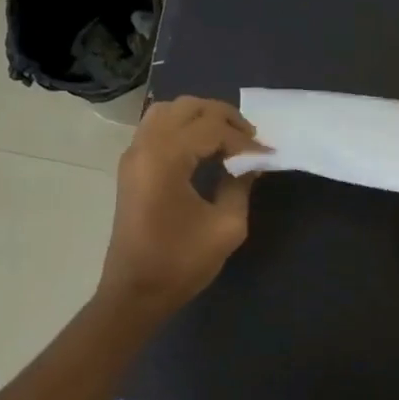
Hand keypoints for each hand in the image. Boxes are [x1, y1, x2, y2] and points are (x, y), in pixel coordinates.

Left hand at [98, 96, 263, 321]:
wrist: (135, 292)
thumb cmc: (181, 262)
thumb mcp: (226, 226)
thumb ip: (240, 185)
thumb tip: (251, 163)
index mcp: (166, 158)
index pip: (212, 127)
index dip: (244, 139)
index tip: (266, 155)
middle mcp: (145, 146)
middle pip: (188, 107)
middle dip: (224, 117)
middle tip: (250, 140)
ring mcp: (133, 155)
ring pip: (169, 111)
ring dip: (201, 117)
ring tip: (228, 139)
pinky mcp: (131, 167)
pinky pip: (157, 127)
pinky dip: (183, 127)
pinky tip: (204, 149)